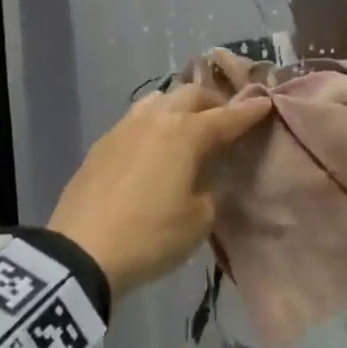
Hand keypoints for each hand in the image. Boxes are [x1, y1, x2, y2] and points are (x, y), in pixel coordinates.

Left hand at [48, 84, 272, 300]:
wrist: (81, 252)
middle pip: (190, 96)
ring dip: (179, 106)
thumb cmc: (151, 235)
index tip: (265, 102)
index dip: (248, 111)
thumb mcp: (199, 219)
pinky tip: (154, 143)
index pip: (226, 117)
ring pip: (158, 100)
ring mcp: (124, 128)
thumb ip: (211, 189)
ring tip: (188, 123)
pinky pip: (135, 119)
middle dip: (213, 102)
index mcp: (185, 133)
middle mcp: (155, 120)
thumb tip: (206, 177)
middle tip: (226, 116)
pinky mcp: (101, 144)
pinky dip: (154, 123)